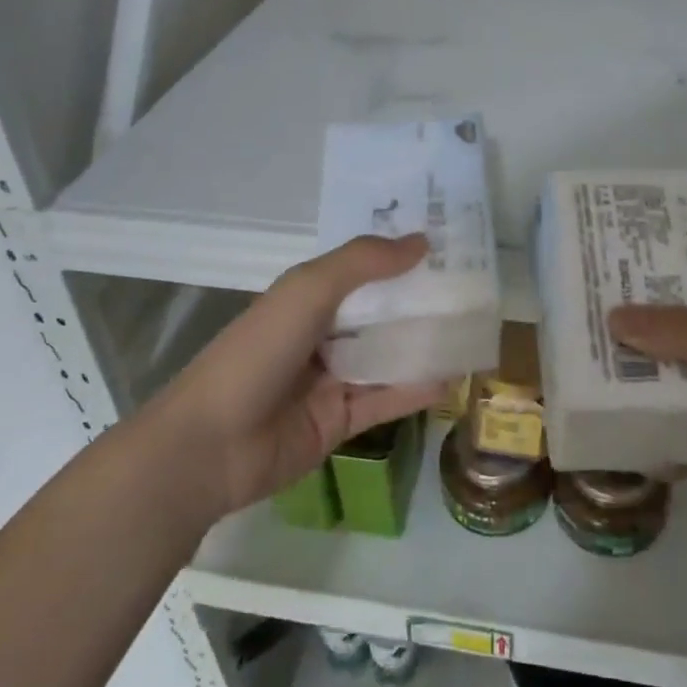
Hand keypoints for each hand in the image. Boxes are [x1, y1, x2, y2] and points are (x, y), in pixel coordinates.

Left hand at [161, 234, 447, 519]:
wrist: (211, 445)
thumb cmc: (258, 352)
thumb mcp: (308, 290)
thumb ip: (363, 262)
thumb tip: (421, 241)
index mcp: (309, 297)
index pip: (363, 270)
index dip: (400, 257)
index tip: (448, 244)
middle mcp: (323, 333)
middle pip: (381, 312)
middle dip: (421, 300)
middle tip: (474, 288)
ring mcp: (332, 379)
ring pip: (389, 355)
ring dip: (426, 344)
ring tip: (474, 329)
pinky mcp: (341, 421)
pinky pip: (386, 398)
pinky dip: (417, 388)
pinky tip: (454, 377)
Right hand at [608, 291, 686, 580]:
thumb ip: (685, 335)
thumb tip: (616, 315)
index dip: (665, 283)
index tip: (613, 274)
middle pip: (686, 342)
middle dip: (642, 336)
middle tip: (582, 322)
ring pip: (681, 391)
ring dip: (641, 385)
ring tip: (582, 369)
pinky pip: (682, 440)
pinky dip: (652, 436)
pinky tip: (609, 429)